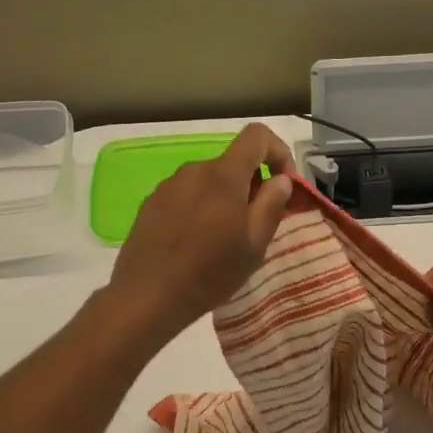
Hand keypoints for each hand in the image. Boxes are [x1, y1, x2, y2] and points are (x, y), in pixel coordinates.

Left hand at [106, 123, 294, 344]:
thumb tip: (281, 179)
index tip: (284, 183)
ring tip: (223, 238)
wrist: (148, 295)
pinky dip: (200, 208)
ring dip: (224, 199)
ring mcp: (169, 185)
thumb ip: (272, 204)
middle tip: (255, 225)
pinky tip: (195, 242)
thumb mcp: (254, 244)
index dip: (278, 151)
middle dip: (251, 185)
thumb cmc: (210, 272)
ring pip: (209, 181)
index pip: (257, 136)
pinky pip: (187, 195)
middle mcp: (194, 170)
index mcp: (224, 175)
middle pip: (233, 163)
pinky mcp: (151, 203)